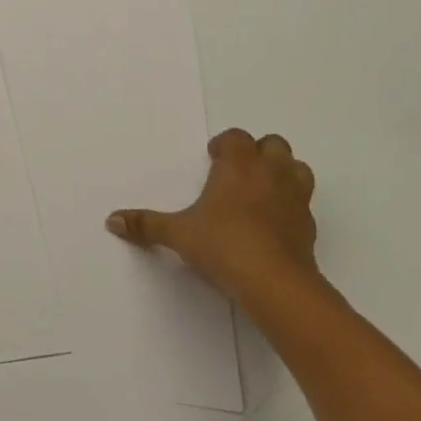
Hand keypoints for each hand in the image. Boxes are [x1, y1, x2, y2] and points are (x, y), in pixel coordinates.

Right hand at [107, 129, 319, 298]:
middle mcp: (270, 172)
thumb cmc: (223, 244)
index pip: (236, 137)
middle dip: (258, 152)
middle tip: (238, 172)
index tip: (213, 157)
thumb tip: (111, 220)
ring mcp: (295, 197)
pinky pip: (303, 204)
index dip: (225, 144)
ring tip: (262, 191)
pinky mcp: (309, 226)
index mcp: (238, 164)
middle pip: (273, 144)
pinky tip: (274, 224)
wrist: (275, 282)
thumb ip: (146, 224)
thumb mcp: (178, 234)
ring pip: (297, 168)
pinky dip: (291, 206)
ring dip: (282, 173)